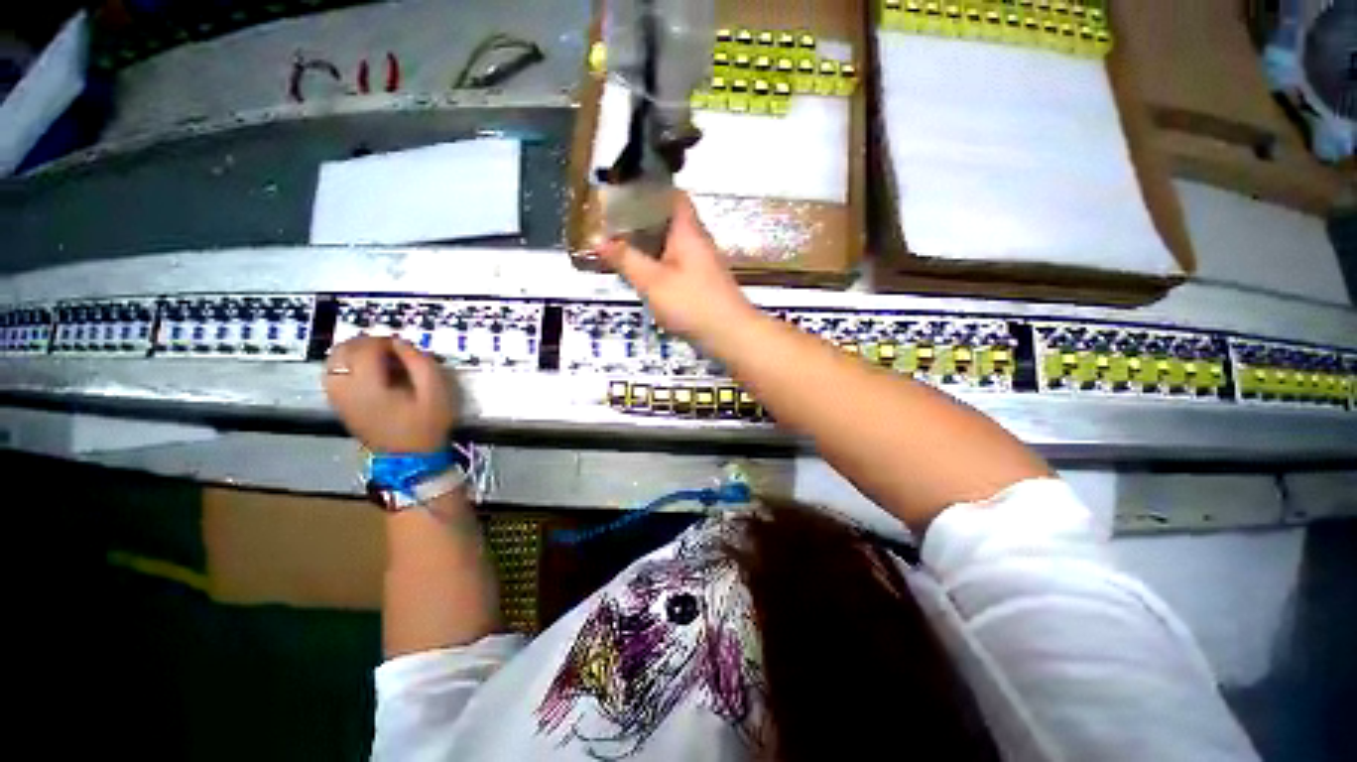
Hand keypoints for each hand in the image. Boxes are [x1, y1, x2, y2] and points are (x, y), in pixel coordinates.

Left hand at [323, 335, 458, 453]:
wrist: (413, 465)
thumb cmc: (426, 427)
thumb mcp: (435, 391)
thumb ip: (418, 360)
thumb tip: (398, 342)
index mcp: (371, 389)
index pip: (366, 349)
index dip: (383, 341)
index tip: (400, 347)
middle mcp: (350, 393)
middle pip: (343, 352)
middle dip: (364, 343)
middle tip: (385, 350)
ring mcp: (342, 402)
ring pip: (333, 363)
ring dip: (350, 353)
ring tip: (370, 358)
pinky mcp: (342, 409)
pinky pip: (331, 379)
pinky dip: (342, 367)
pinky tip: (361, 372)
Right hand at [599, 192, 755, 343]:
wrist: (732, 336)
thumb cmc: (693, 303)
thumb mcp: (652, 282)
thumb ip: (625, 259)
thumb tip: (598, 240)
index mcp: (688, 231)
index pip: (675, 196)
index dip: (653, 189)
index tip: (627, 190)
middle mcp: (697, 240)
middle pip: (671, 218)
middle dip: (644, 216)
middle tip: (614, 218)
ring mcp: (702, 261)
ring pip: (672, 240)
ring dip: (649, 239)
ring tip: (620, 241)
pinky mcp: (702, 281)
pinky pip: (675, 260)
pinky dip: (657, 258)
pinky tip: (641, 269)